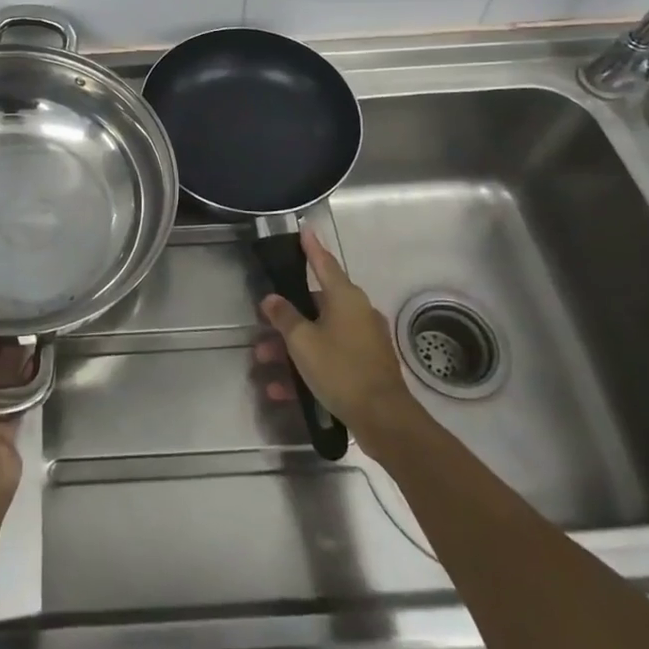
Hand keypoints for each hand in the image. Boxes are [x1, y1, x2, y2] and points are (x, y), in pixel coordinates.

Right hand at [256, 230, 417, 450]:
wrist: (384, 419)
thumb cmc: (341, 369)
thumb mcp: (303, 342)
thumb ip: (284, 317)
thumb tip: (272, 299)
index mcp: (345, 298)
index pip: (324, 263)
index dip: (312, 247)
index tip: (304, 229)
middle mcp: (358, 312)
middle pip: (316, 305)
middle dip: (287, 317)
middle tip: (263, 323)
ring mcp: (364, 340)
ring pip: (320, 335)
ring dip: (291, 347)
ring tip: (265, 362)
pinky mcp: (367, 366)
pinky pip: (330, 358)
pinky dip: (308, 367)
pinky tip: (283, 390)